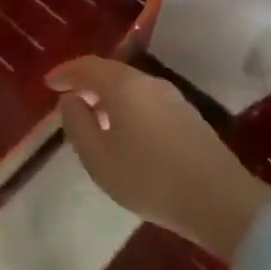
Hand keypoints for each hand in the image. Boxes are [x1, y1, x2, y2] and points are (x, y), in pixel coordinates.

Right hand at [49, 57, 269, 257]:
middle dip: (86, 83)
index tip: (49, 83)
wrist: (221, 202)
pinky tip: (125, 131)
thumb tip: (71, 100)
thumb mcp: (98, 158)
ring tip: (94, 118)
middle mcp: (148, 82)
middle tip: (68, 99)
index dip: (65, 73)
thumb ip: (77, 124)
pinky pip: (147, 100)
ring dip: (108, 96)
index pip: (87, 67)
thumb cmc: (150, 179)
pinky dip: (128, 106)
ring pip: (131, 86)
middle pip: (111, 73)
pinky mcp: (189, 116)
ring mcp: (173, 98)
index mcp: (123, 86)